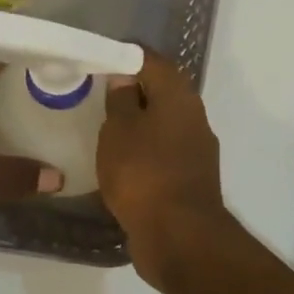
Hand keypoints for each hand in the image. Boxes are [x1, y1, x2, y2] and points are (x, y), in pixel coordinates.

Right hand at [97, 50, 226, 283]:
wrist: (178, 237)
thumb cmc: (143, 173)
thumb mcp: (119, 129)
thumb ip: (121, 99)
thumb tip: (125, 77)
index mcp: (179, 97)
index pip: (152, 61)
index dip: (125, 56)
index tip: (100, 60)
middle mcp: (194, 117)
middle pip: (161, 92)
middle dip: (132, 91)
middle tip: (98, 93)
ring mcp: (196, 151)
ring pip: (162, 125)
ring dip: (138, 124)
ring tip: (104, 127)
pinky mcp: (190, 180)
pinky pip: (162, 154)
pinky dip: (143, 152)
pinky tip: (121, 161)